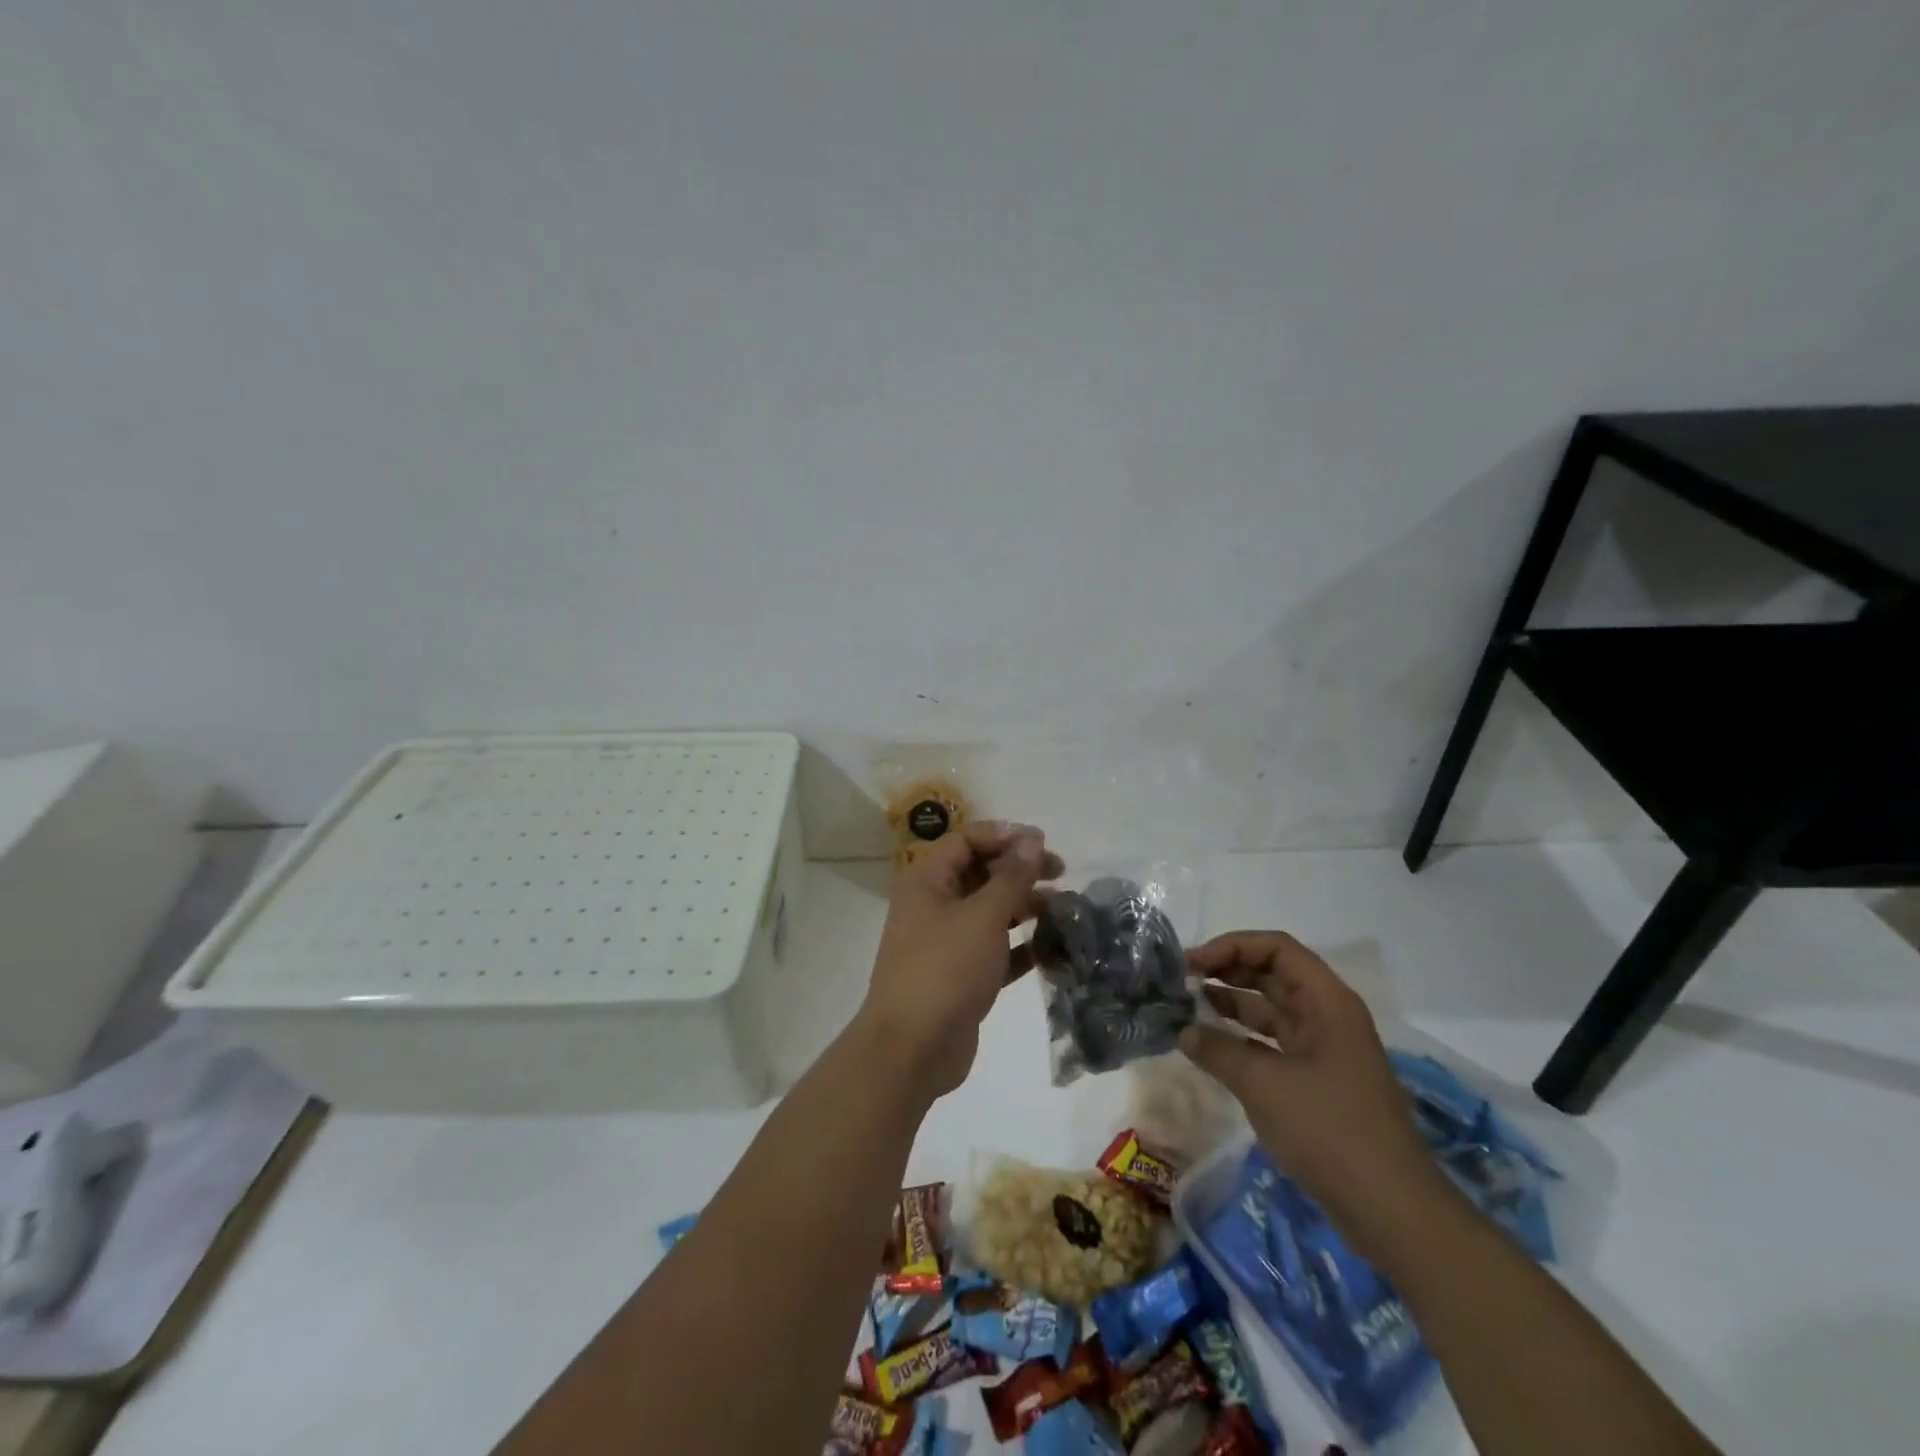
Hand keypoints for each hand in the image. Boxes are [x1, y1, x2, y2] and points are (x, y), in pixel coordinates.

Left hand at [857, 822, 1063, 1102]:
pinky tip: (1054, 947)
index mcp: (927, 880)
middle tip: (1061, 875)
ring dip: (1025, 907)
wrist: (913, 1048)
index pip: (967, 841)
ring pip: (990, 912)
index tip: (1042, 844)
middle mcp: (934, 905)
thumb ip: (1011, 876)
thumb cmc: (945, 968)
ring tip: (1064, 910)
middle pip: (981, 874)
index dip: (1005, 836)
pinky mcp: (961, 976)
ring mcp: (946, 942)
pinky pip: (996, 949)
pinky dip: (1022, 945)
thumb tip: (1032, 838)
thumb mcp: (983, 915)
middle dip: (1020, 871)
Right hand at [1179, 932, 1444, 1236]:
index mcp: (1327, 1002)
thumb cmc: (1329, 1130)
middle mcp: (1328, 1016)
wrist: (1392, 1210)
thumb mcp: (1264, 1084)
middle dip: (1227, 971)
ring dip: (1231, 1004)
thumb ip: (1218, 1050)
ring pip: (1271, 1009)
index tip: (1192, 964)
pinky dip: (1242, 1038)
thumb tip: (1183, 1030)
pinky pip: (1273, 1043)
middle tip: (1181, 981)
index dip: (1232, 946)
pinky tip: (1210, 1046)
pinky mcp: (1318, 1081)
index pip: (1276, 948)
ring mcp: (1324, 1050)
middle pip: (1273, 974)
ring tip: (1186, 1007)